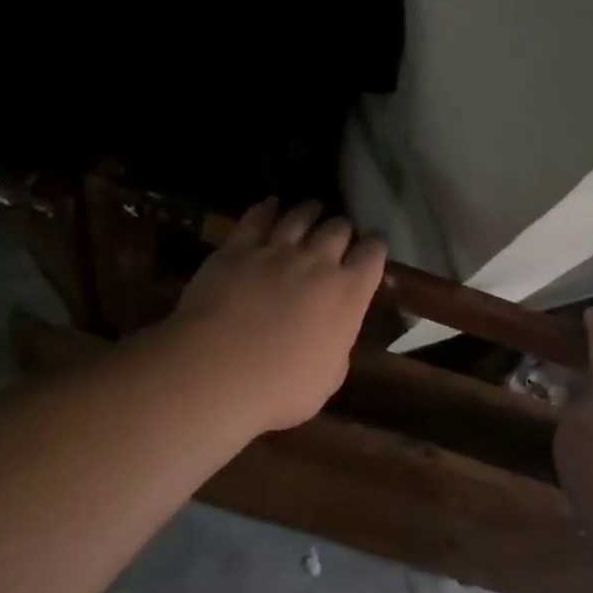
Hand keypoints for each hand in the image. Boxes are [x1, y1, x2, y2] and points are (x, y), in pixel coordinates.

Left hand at [168, 199, 387, 433]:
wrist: (217, 371)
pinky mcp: (237, 249)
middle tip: (340, 232)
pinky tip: (270, 204)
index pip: (373, 255)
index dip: (375, 247)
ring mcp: (275, 251)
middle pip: (338, 229)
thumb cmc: (280, 388)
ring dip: (310, 211)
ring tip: (313, 208)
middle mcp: (317, 262)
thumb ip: (336, 346)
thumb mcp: (328, 378)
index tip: (373, 246)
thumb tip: (333, 335)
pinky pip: (256, 218)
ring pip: (300, 216)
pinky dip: (267, 208)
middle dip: (343, 228)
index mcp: (348, 294)